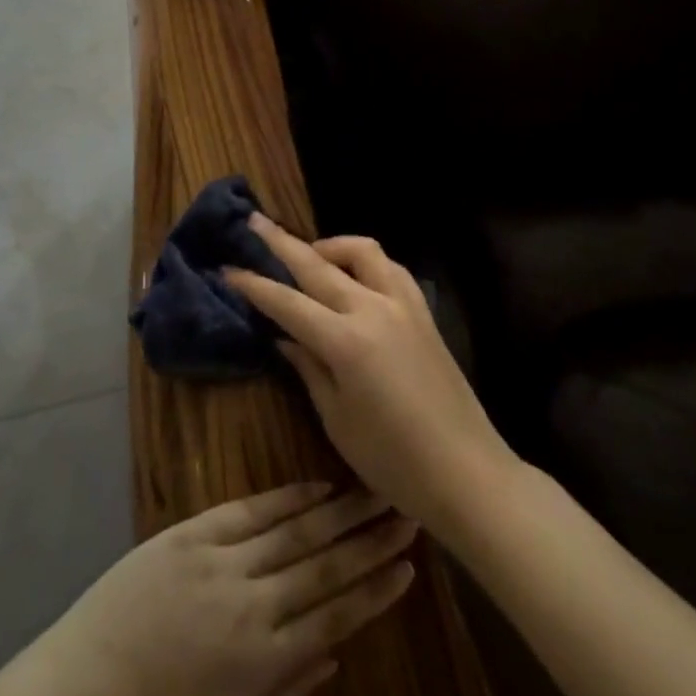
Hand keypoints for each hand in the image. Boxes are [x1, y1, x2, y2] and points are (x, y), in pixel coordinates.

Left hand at [35, 483, 417, 695]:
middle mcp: (253, 605)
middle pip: (325, 566)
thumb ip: (286, 691)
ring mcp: (222, 561)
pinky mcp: (193, 533)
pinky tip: (317, 486)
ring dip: (340, 511)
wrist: (86, 689)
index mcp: (264, 662)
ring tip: (375, 492)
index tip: (410, 567)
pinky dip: (287, 497)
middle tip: (406, 514)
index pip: (336, 616)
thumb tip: (335, 654)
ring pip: (295, 531)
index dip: (375, 590)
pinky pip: (251, 510)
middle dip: (369, 541)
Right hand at [225, 216, 515, 534]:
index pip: (287, 302)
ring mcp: (402, 305)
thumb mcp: (337, 420)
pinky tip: (356, 275)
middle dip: (280, 242)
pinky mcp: (423, 311)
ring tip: (309, 254)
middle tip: (253, 222)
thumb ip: (308, 369)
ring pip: (361, 250)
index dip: (253, 284)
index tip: (226, 268)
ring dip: (329, 245)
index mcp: (345, 342)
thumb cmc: (394, 461)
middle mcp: (372, 309)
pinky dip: (366, 260)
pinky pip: (390, 267)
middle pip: (317, 263)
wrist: (468, 473)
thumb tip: (282, 337)